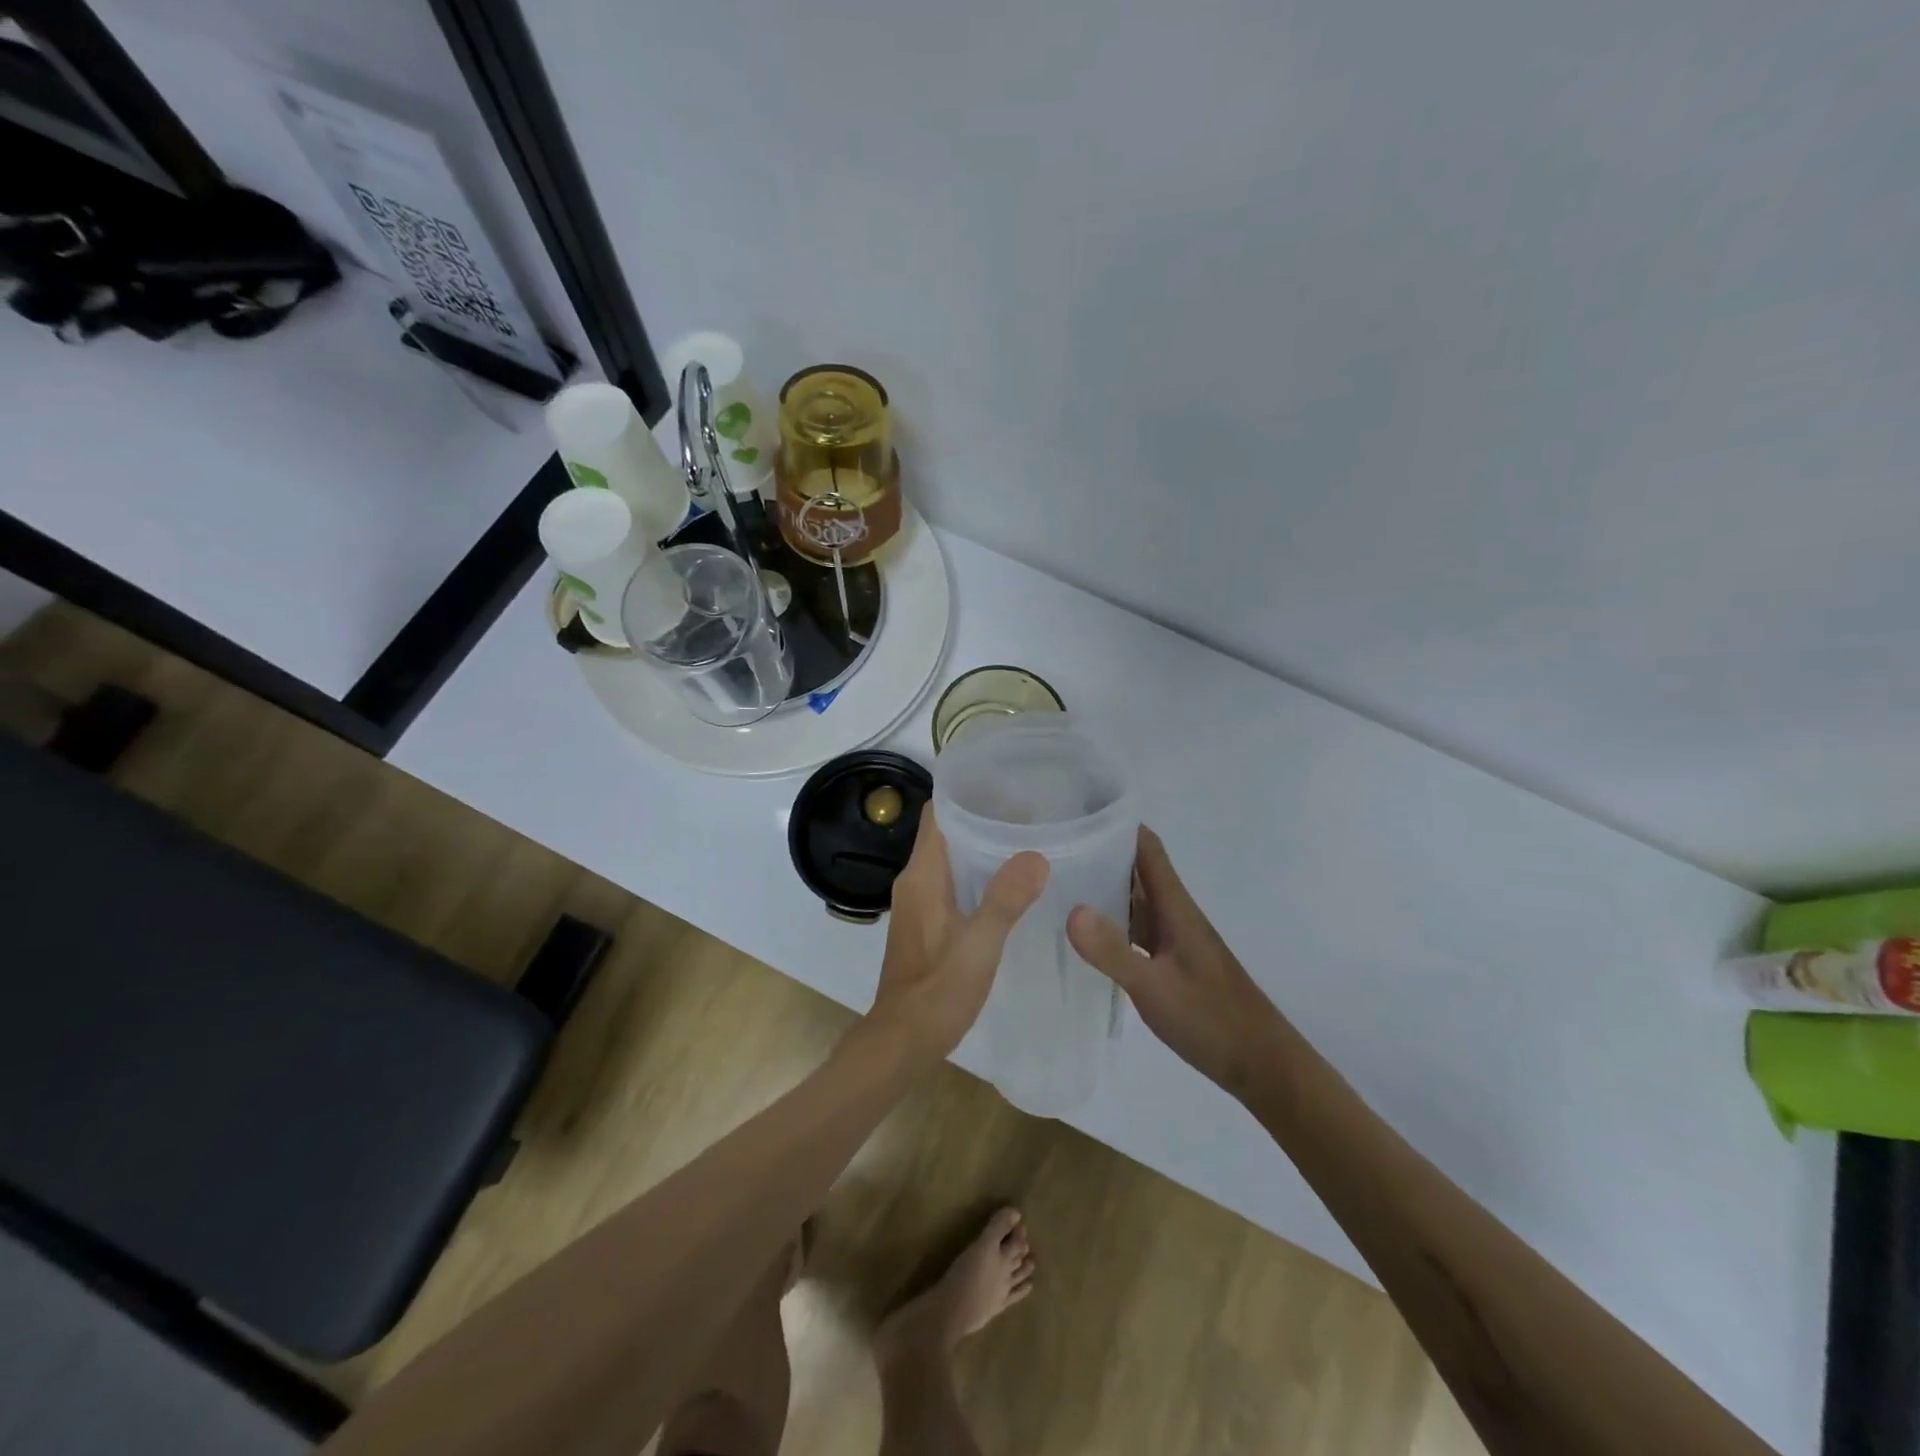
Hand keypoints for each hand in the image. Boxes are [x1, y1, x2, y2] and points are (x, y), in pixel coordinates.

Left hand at [864, 806, 1049, 1066]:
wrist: (902, 1040)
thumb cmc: (937, 992)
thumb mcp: (978, 946)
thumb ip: (1005, 900)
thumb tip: (1036, 855)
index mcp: (922, 876)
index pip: (938, 813)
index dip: (967, 795)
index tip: (1006, 786)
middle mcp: (915, 881)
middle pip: (946, 831)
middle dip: (982, 816)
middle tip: (1029, 811)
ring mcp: (918, 901)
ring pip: (950, 857)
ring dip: (980, 845)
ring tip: (1025, 839)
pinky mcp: (926, 921)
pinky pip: (951, 880)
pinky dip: (976, 871)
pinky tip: (1009, 882)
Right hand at [1068, 826, 1285, 1099]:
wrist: (1261, 1064)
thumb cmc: (1211, 1019)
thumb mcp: (1155, 987)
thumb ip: (1113, 951)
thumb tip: (1070, 909)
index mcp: (1175, 907)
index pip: (1147, 848)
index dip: (1116, 824)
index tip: (1076, 813)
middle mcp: (1174, 914)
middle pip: (1136, 869)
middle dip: (1099, 853)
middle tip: (1052, 848)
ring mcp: (1174, 939)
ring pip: (1134, 900)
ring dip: (1102, 888)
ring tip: (1057, 884)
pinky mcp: (1171, 962)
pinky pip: (1136, 928)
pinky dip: (1111, 922)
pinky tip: (1085, 935)